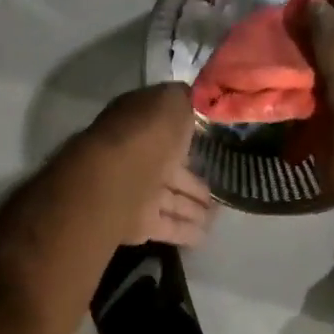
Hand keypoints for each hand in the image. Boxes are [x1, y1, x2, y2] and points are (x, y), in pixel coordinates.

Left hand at [86, 84, 216, 248]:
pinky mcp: (138, 223)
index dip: (188, 136)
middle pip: (171, 170)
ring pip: (171, 200)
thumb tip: (195, 98)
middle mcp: (137, 157)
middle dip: (193, 181)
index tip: (211, 144)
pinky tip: (205, 236)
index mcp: (140, 125)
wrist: (116, 182)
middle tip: (218, 191)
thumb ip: (185, 100)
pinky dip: (185, 231)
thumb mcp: (171, 102)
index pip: (166, 130)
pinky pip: (167, 226)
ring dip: (192, 208)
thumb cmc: (145, 136)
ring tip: (216, 216)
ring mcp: (136, 192)